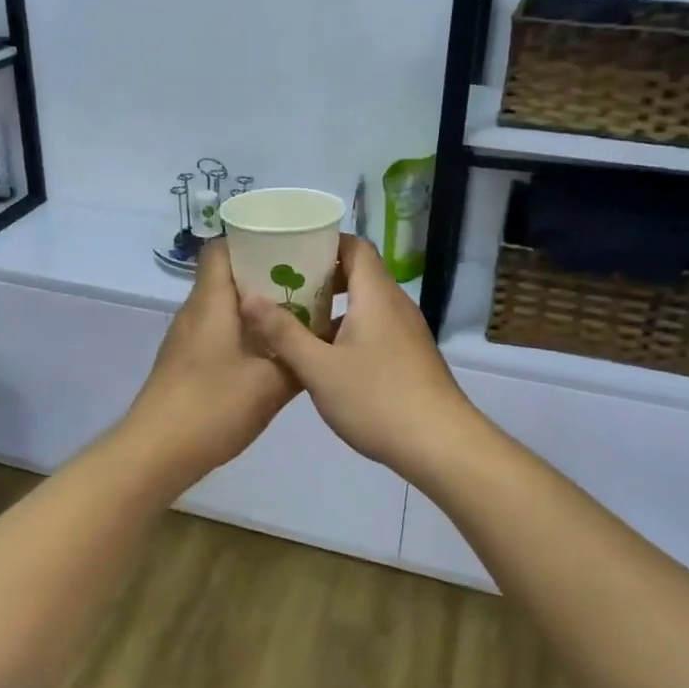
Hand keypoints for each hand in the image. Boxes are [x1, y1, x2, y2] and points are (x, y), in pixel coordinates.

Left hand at [121, 240, 299, 486]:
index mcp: (211, 303)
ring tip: (294, 316)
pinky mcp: (185, 362)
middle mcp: (195, 312)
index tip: (287, 248)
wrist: (157, 451)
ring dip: (255, 307)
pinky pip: (216, 331)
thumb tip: (323, 338)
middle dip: (264, 275)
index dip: (250, 242)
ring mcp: (186, 339)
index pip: (220, 249)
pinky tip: (268, 353)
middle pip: (225, 276)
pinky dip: (242, 332)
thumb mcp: (270, 385)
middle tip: (305, 283)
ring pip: (222, 306)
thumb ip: (299, 358)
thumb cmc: (213, 407)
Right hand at [239, 236, 484, 480]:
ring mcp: (405, 332)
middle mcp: (395, 305)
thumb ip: (283, 332)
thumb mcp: (319, 368)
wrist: (440, 445)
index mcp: (376, 295)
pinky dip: (347, 331)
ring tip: (293, 321)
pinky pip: (373, 329)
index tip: (289, 250)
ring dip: (332, 308)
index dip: (323, 242)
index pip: (354, 246)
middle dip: (320, 277)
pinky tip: (322, 357)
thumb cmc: (377, 398)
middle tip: (282, 286)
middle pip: (358, 274)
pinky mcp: (409, 357)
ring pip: (365, 305)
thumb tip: (248, 298)